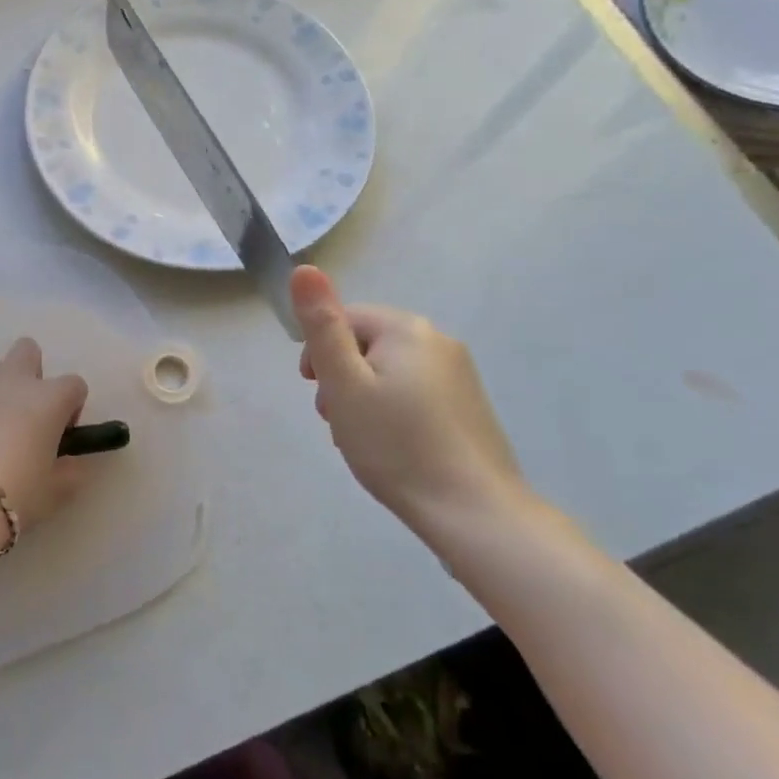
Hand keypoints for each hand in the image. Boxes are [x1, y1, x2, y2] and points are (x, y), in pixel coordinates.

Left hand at [0, 338, 92, 531]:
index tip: (63, 435)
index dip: (73, 407)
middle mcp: (14, 381)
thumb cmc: (16, 492)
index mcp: (48, 398)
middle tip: (29, 414)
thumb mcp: (55, 491)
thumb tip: (70, 463)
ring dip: (1, 388)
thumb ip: (70, 471)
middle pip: (28, 350)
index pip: (75, 384)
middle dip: (33, 373)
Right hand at [292, 266, 532, 538]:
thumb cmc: (396, 444)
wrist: (473, 511)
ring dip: (363, 395)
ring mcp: (458, 373)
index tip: (314, 391)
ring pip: (388, 370)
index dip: (319, 353)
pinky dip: (391, 409)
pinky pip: (413, 391)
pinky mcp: (467, 403)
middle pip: (366, 344)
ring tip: (360, 437)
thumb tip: (304, 268)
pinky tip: (390, 444)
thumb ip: (322, 326)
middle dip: (341, 377)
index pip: (343, 319)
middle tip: (336, 419)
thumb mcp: (344, 384)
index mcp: (406, 329)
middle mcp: (437, 340)